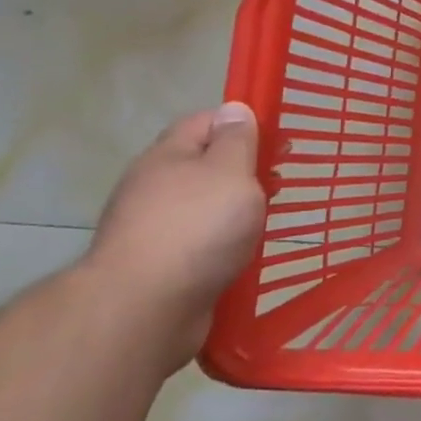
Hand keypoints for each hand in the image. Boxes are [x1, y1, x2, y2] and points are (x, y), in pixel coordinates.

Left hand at [82, 103, 265, 373]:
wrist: (143, 310)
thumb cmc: (196, 228)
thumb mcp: (230, 171)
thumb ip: (237, 140)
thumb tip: (234, 110)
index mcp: (167, 156)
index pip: (205, 121)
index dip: (240, 124)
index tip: (275, 140)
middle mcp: (152, 187)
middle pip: (202, 164)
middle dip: (240, 170)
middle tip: (277, 182)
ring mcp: (150, 229)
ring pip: (200, 206)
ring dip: (231, 210)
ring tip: (264, 220)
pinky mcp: (155, 267)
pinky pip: (196, 244)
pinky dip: (220, 245)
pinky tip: (240, 255)